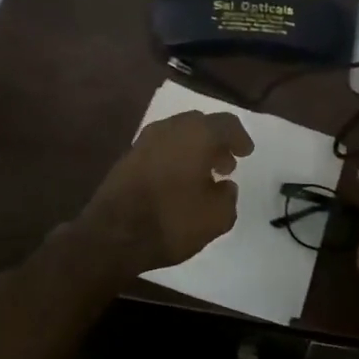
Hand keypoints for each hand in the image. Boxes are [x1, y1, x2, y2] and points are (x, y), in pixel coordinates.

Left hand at [80, 110, 254, 274]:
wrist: (112, 235)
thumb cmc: (172, 220)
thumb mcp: (217, 218)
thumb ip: (228, 197)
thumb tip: (224, 186)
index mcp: (197, 134)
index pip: (226, 124)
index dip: (240, 137)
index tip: (246, 153)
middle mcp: (170, 128)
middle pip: (199, 124)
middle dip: (215, 142)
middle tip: (226, 164)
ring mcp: (145, 141)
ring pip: (178, 135)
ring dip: (194, 149)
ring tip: (203, 175)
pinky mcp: (127, 157)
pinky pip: (160, 148)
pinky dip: (174, 158)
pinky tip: (178, 182)